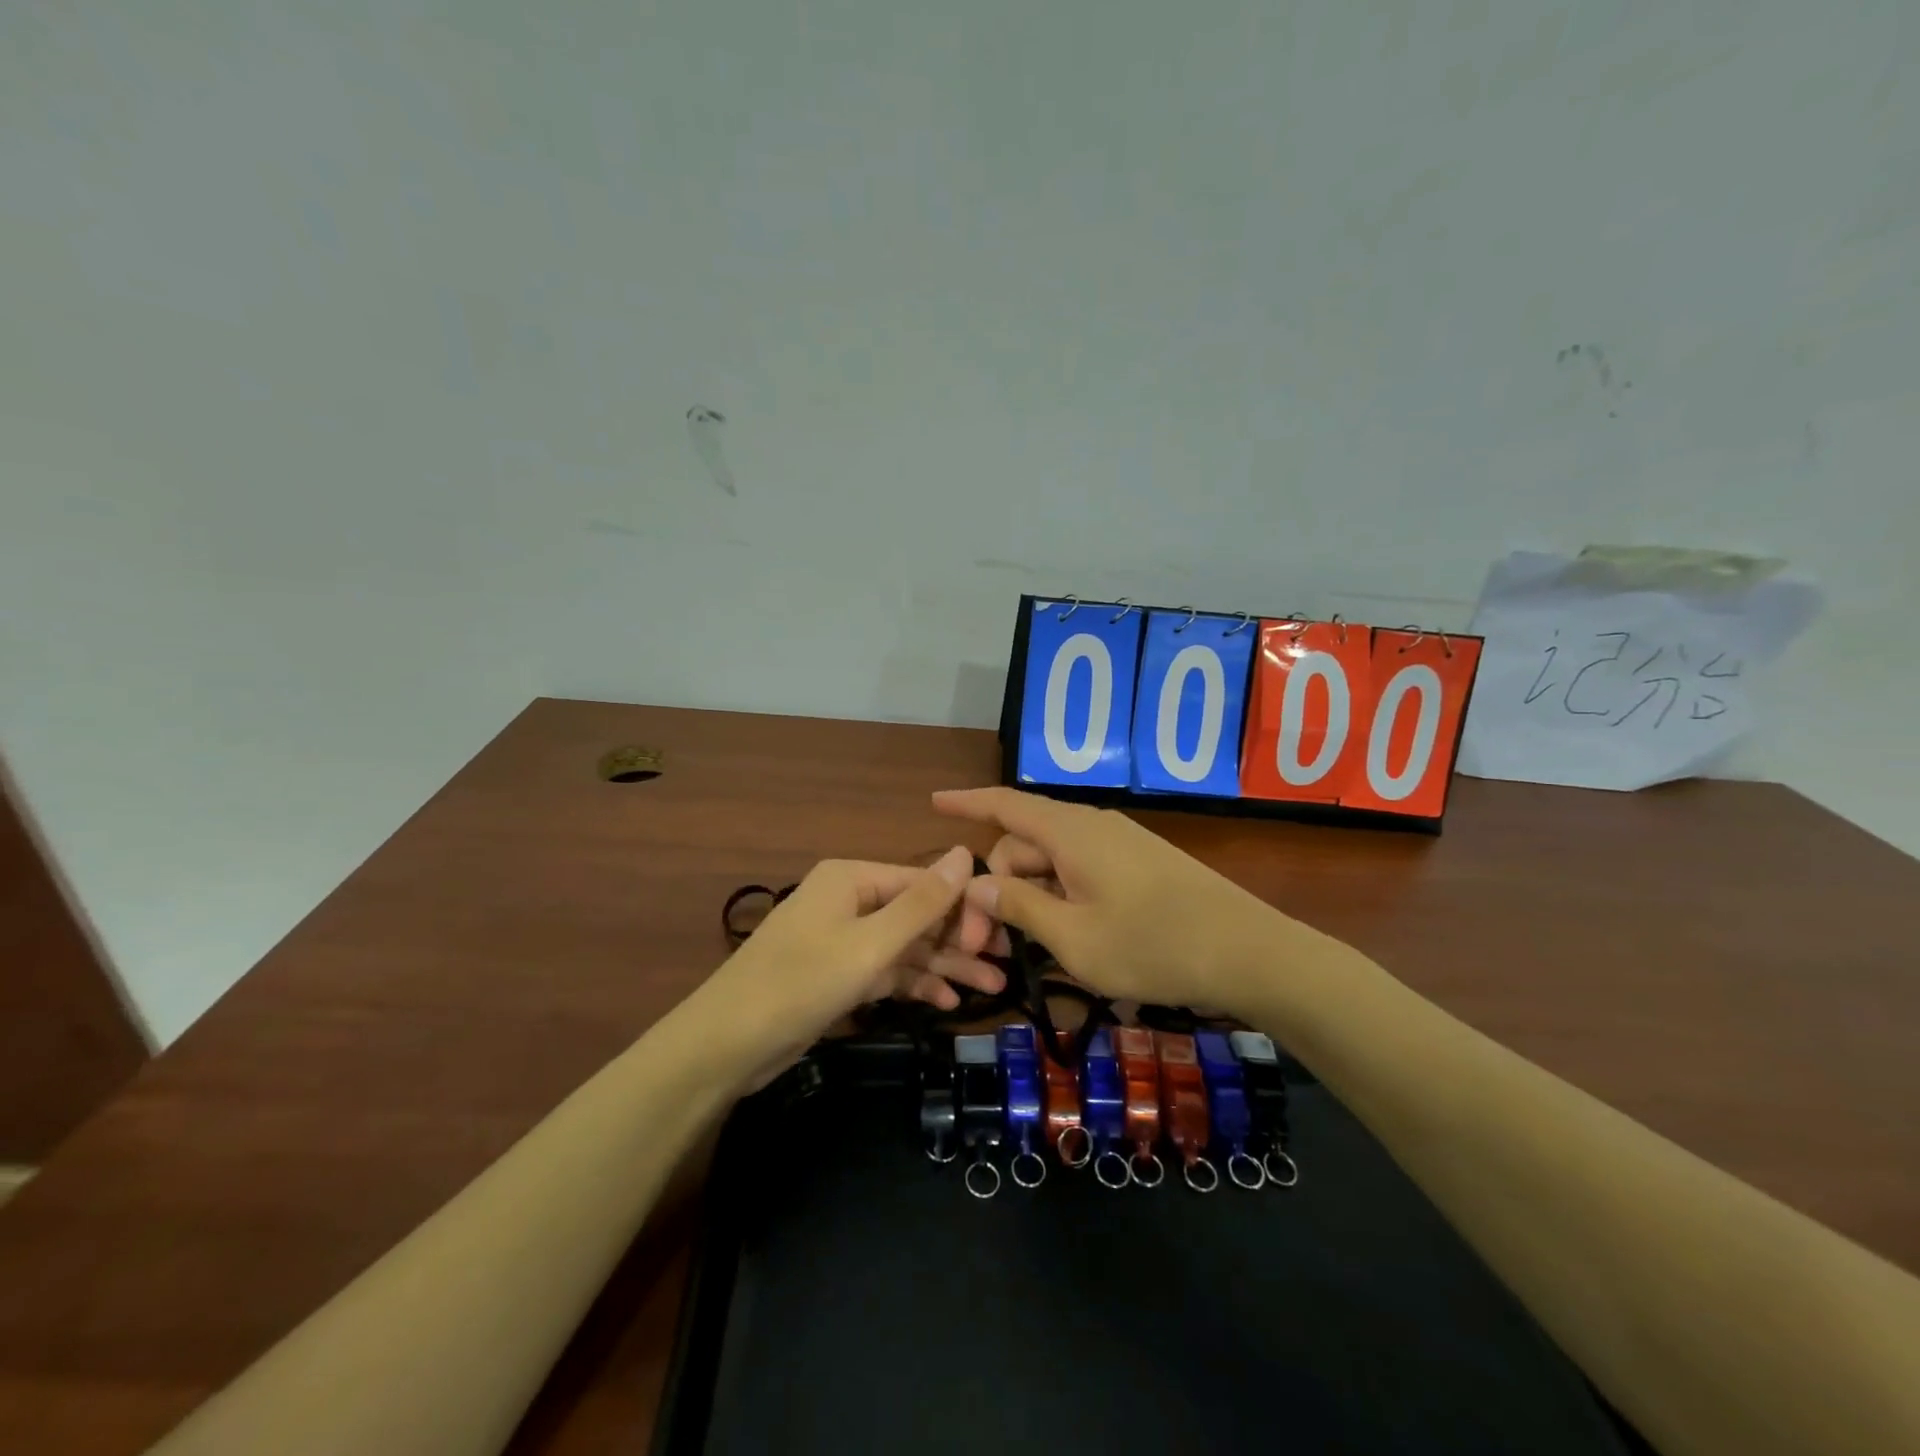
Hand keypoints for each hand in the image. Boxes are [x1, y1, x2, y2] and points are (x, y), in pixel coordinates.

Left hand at [695, 846, 1005, 1084]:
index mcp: (852, 878)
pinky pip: (886, 970)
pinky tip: (947, 1002)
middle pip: (917, 914)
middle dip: (959, 941)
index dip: (965, 907)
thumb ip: (922, 903)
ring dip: (944, 966)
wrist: (725, 1046)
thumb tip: (964, 852)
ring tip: (992, 989)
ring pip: (905, 946)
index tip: (1005, 937)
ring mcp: (842, 938)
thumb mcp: (870, 944)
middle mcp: (849, 900)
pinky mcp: (837, 974)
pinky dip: (914, 983)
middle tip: (1005, 968)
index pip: (923, 881)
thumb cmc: (800, 983)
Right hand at [933, 787, 1295, 1012]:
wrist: (1249, 952)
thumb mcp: (1073, 937)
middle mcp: (1093, 826)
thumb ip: (1020, 905)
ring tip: (1022, 950)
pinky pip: (1082, 870)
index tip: (934, 803)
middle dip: (997, 886)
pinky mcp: (1141, 865)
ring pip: (1054, 861)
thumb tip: (978, 880)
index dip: (967, 803)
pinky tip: (1063, 935)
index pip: (1005, 805)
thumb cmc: (1153, 945)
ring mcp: (1121, 844)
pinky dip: (1060, 896)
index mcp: (1071, 832)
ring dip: (1029, 897)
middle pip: (1025, 843)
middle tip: (985, 947)